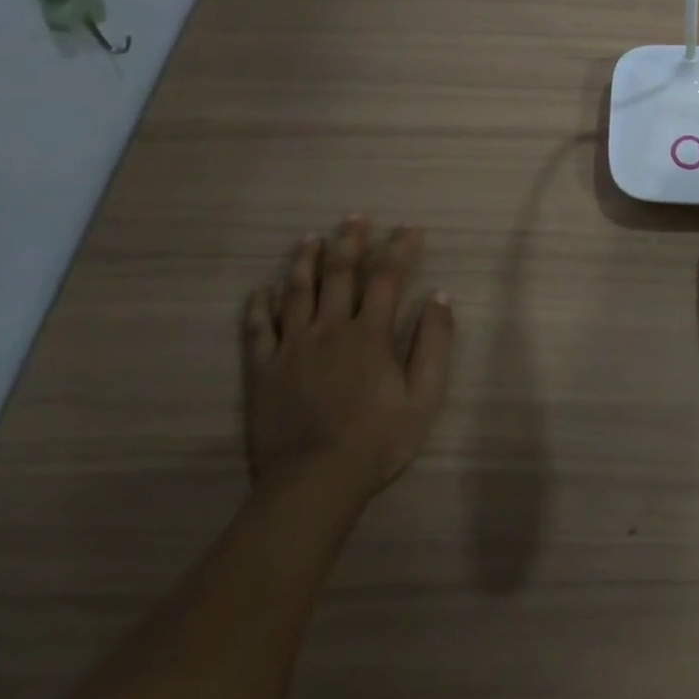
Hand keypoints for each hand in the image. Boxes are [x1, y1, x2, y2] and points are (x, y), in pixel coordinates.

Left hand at [242, 218, 454, 505]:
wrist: (314, 481)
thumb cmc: (377, 440)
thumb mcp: (425, 396)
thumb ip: (434, 343)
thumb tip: (440, 297)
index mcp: (370, 333)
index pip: (387, 277)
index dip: (399, 248)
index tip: (410, 228)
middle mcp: (329, 328)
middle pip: (339, 273)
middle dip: (350, 241)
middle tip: (355, 216)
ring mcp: (291, 347)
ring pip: (296, 292)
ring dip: (305, 261)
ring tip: (310, 238)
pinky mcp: (262, 370)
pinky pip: (257, 328)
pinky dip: (259, 305)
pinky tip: (261, 289)